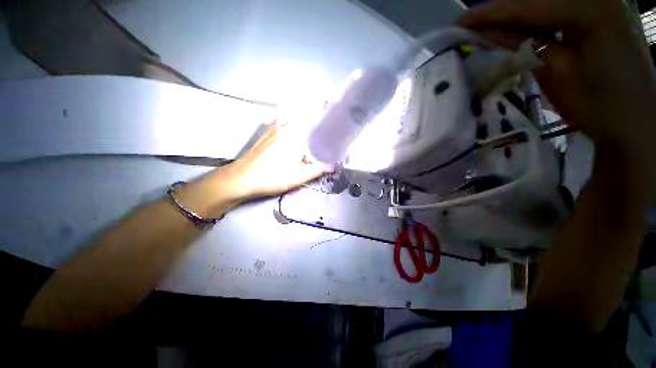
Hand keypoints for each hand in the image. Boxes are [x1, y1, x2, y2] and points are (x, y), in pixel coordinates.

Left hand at [206, 121, 327, 201]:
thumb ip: (319, 169)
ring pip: (295, 122)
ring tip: (310, 136)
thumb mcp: (299, 176)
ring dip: (304, 126)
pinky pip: (282, 124)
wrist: (242, 178)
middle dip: (317, 129)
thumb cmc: (273, 177)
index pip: (317, 125)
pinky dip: (289, 126)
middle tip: (324, 139)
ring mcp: (274, 128)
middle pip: (307, 122)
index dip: (328, 129)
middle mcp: (286, 126)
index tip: (334, 135)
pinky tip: (289, 134)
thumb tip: (334, 165)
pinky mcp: (266, 133)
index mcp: (297, 135)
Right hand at [461, 0, 655, 155]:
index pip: (532, 6)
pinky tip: (509, 30)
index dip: (494, 12)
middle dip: (503, 10)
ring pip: (545, 6)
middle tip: (470, 22)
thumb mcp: (558, 74)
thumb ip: (525, 46)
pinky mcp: (596, 18)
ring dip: (514, 16)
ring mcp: (598, 7)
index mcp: (591, 11)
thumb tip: (488, 33)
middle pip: (538, 0)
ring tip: (483, 27)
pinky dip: (531, 22)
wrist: (632, 121)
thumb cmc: (598, 104)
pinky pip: (555, 15)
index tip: (463, 20)